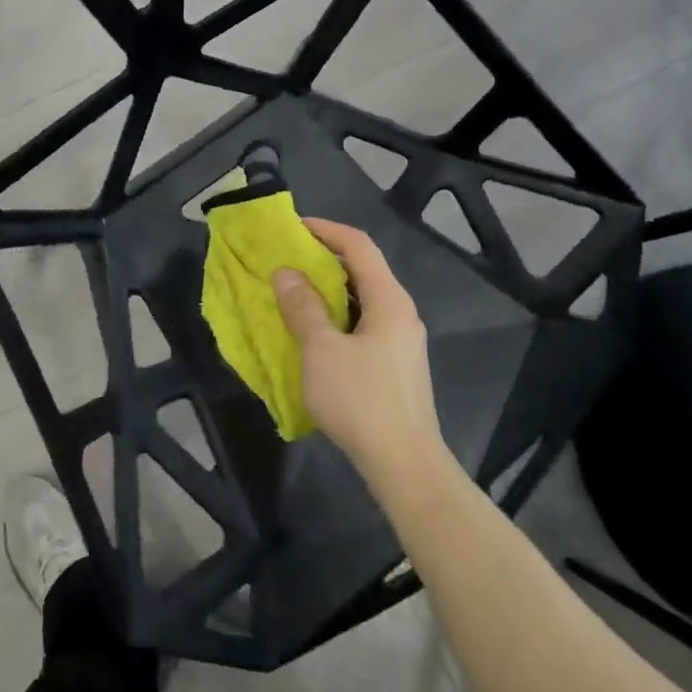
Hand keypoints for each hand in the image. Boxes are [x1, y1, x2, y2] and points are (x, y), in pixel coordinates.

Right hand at [273, 218, 447, 486]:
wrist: (404, 464)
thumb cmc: (361, 400)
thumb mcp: (322, 350)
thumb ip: (303, 308)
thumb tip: (286, 273)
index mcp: (389, 300)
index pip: (359, 246)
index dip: (326, 230)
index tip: (293, 226)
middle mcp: (401, 313)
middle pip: (363, 270)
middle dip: (325, 259)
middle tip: (288, 258)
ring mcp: (402, 340)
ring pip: (363, 299)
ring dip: (329, 290)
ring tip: (294, 291)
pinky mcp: (396, 365)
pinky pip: (364, 324)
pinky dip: (338, 316)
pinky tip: (315, 332)